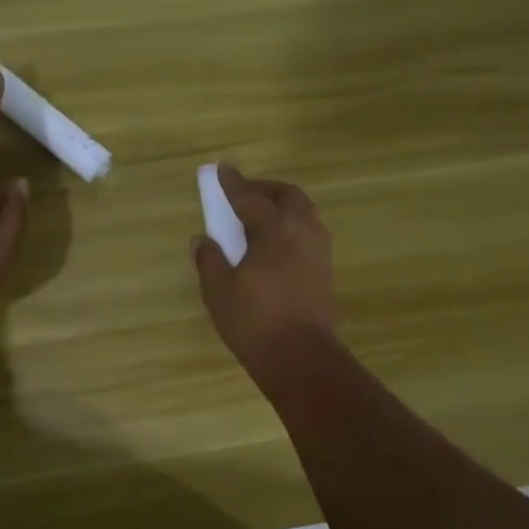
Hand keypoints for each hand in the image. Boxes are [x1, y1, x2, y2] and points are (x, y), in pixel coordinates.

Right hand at [192, 164, 336, 376]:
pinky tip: (274, 245)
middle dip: (264, 190)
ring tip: (258, 220)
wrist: (301, 357)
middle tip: (242, 196)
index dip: (233, 184)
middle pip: (287, 196)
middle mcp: (302, 231)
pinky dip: (290, 227)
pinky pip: (307, 233)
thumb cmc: (255, 321)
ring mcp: (319, 250)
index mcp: (274, 229)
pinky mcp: (325, 270)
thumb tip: (203, 239)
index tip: (222, 170)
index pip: (250, 197)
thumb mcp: (219, 291)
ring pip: (303, 213)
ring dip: (281, 208)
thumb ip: (209, 259)